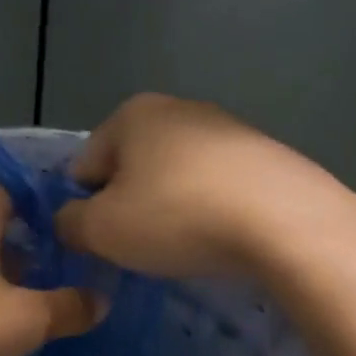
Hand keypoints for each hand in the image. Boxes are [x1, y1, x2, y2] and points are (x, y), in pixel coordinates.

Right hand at [55, 93, 355, 278]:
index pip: (83, 167)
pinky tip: (221, 237)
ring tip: (184, 245)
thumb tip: (69, 220)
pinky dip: (209, 210)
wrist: (286, 223)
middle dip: (128, 207)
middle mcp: (177, 108)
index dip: (83, 209)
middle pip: (130, 168)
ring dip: (169, 208)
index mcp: (131, 115)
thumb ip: (69, 223)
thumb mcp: (101, 230)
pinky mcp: (264, 154)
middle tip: (139, 247)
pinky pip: (216, 186)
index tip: (101, 242)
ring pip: (174, 177)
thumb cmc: (177, 218)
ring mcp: (226, 127)